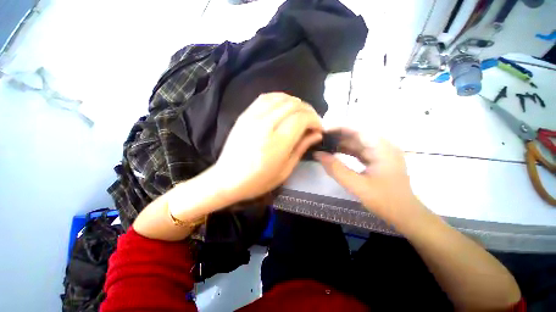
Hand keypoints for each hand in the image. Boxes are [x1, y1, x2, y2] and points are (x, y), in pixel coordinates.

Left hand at [213, 93, 322, 202]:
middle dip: (308, 110)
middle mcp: (265, 124)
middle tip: (312, 122)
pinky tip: (284, 107)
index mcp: (277, 142)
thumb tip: (316, 134)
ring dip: (296, 103)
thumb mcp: (285, 170)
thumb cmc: (258, 181)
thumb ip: (301, 148)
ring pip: (281, 97)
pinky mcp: (244, 114)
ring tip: (300, 114)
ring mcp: (252, 117)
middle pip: (293, 105)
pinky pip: (265, 97)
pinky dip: (280, 98)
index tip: (318, 128)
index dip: (315, 120)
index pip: (302, 118)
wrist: (227, 178)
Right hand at [314, 128, 422, 224]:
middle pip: (356, 136)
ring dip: (341, 145)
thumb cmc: (384, 200)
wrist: (405, 214)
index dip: (339, 129)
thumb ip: (336, 169)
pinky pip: (359, 152)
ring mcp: (381, 153)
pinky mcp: (377, 160)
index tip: (323, 132)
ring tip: (324, 147)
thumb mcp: (357, 185)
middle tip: (320, 141)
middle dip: (337, 137)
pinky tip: (335, 155)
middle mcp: (382, 146)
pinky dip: (346, 152)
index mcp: (382, 148)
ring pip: (357, 144)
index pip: (357, 130)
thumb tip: (318, 154)